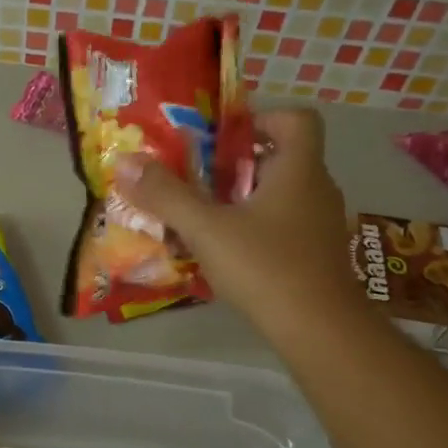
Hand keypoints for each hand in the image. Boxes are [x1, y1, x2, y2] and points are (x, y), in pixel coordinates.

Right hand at [116, 108, 365, 337]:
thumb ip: (166, 195)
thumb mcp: (206, 228)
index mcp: (299, 169)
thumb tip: (125, 162)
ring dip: (246, 197)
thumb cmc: (266, 267)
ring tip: (206, 214)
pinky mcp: (318, 256)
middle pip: (283, 157)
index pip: (297, 119)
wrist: (320, 331)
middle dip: (239, 162)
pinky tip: (228, 252)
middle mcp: (318, 189)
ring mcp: (322, 225)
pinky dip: (257, 227)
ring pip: (283, 194)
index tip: (223, 136)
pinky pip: (285, 225)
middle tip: (199, 176)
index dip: (261, 117)